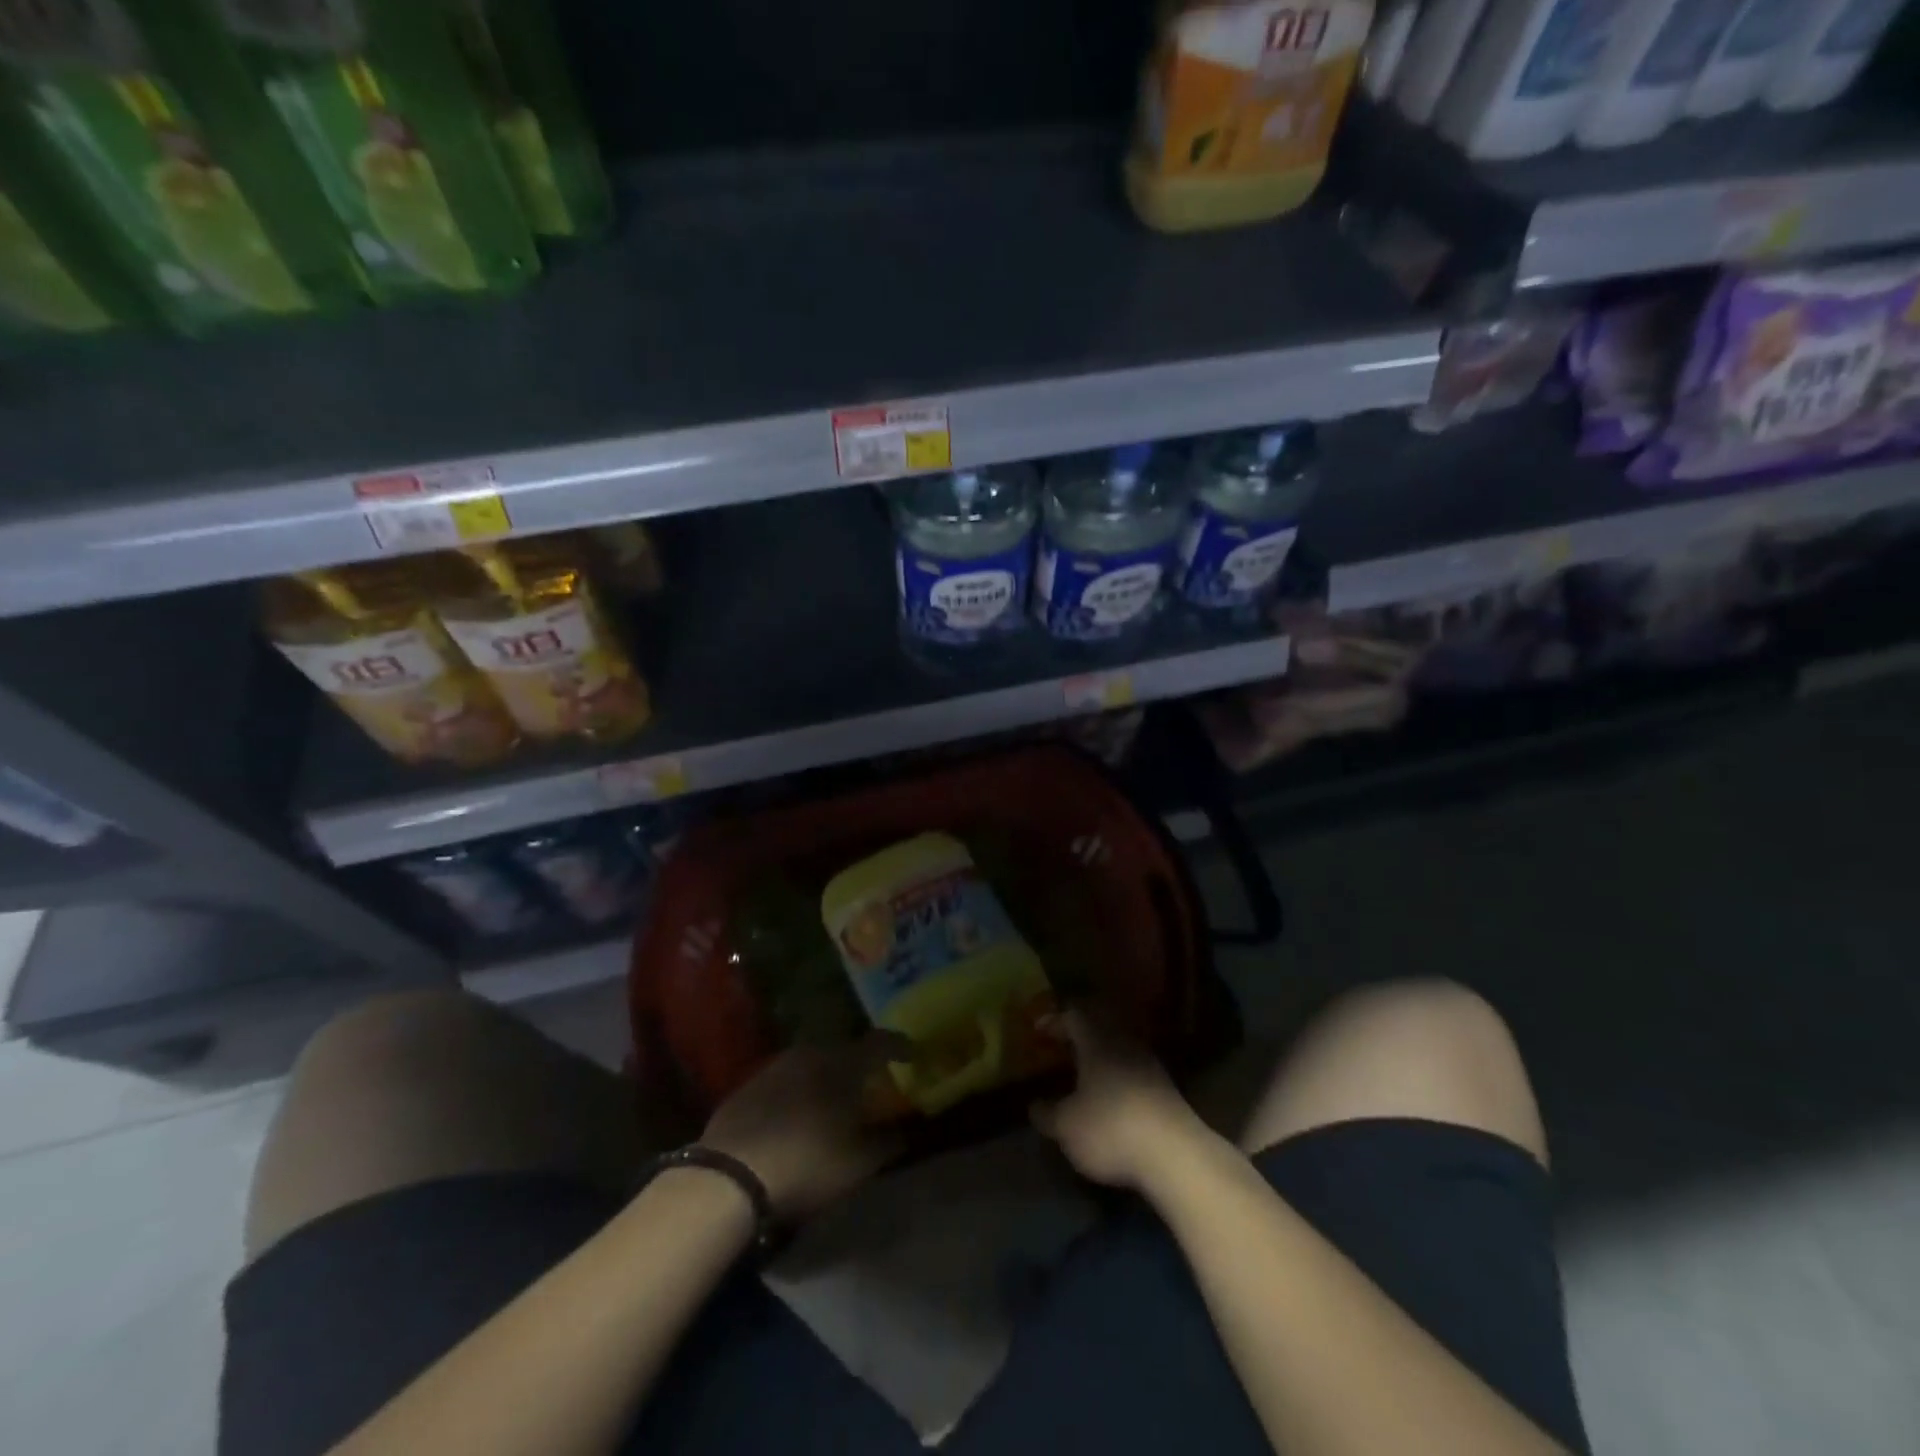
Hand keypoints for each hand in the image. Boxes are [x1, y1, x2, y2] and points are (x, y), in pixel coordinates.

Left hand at [701, 1035, 908, 1222]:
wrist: (730, 1177)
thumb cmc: (808, 1163)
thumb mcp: (860, 1162)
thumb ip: (890, 1141)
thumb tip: (909, 1128)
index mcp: (844, 1063)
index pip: (881, 1042)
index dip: (900, 1046)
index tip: (913, 1054)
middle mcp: (811, 1053)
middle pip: (844, 1050)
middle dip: (860, 1063)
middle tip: (871, 1081)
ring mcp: (775, 1066)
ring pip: (811, 1063)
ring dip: (826, 1076)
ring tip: (833, 1098)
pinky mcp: (747, 1086)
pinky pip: (784, 1081)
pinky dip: (797, 1091)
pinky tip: (796, 1114)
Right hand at [1030, 1008, 1206, 1191]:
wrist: (1175, 1154)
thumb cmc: (1110, 1128)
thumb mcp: (1067, 1126)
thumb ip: (1047, 1113)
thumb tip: (1034, 1105)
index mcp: (1097, 1041)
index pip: (1073, 1016)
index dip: (1054, 1020)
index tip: (1038, 1030)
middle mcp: (1124, 1043)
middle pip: (1100, 1026)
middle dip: (1079, 1035)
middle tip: (1061, 1046)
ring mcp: (1149, 1064)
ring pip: (1119, 1047)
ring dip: (1100, 1054)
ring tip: (1082, 1072)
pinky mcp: (1166, 1088)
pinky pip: (1134, 1068)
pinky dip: (1117, 1074)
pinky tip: (1109, 1094)